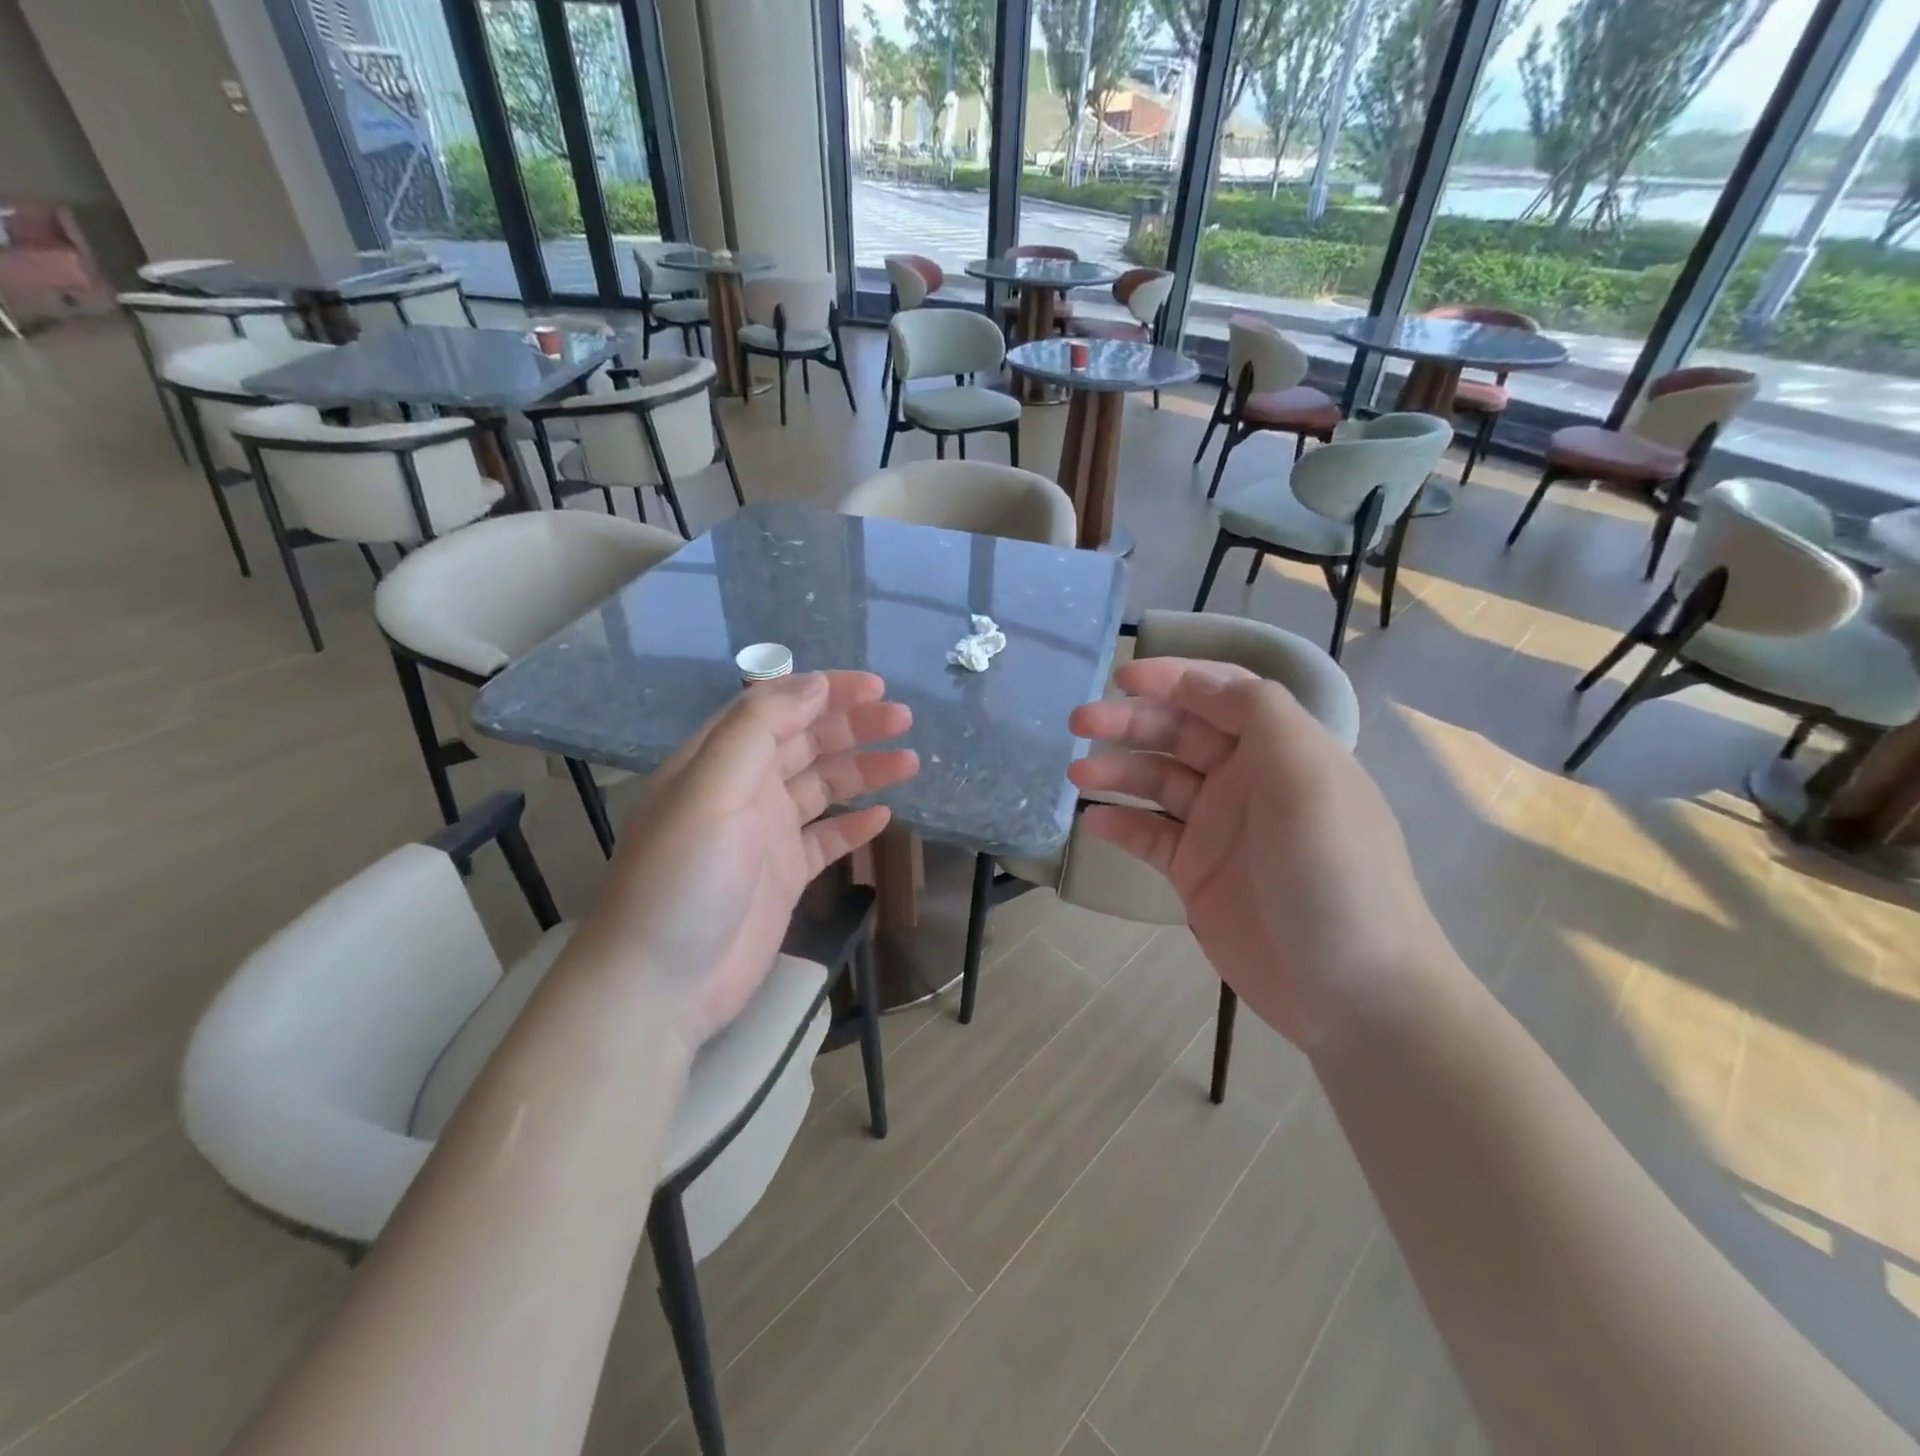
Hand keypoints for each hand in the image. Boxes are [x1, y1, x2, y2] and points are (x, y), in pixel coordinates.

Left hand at [575, 671, 916, 1047]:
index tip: (874, 687)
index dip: (824, 691)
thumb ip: (759, 729)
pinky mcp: (784, 877)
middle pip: (805, 742)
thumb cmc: (683, 879)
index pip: (775, 707)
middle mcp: (743, 790)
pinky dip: (854, 825)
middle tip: (902, 719)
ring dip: (863, 770)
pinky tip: (884, 817)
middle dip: (853, 726)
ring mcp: (765, 835)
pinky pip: (826, 839)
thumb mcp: (711, 789)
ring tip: (909, 761)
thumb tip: (813, 683)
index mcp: (719, 761)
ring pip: (823, 788)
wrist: (661, 986)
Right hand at [1068, 657, 1446, 1048]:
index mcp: (1282, 749)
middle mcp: (1248, 780)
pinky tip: (1094, 821)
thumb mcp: (1311, 778)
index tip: (1122, 677)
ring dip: (1116, 771)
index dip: (1174, 678)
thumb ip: (1262, 714)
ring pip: (1158, 781)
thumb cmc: (1334, 872)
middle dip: (1131, 721)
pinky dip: (1120, 823)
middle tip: (1080, 723)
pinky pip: (1150, 835)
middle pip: (1180, 732)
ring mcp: (1219, 828)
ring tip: (1077, 775)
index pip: (1222, 694)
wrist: (1352, 990)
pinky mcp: (1197, 872)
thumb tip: (1205, 684)